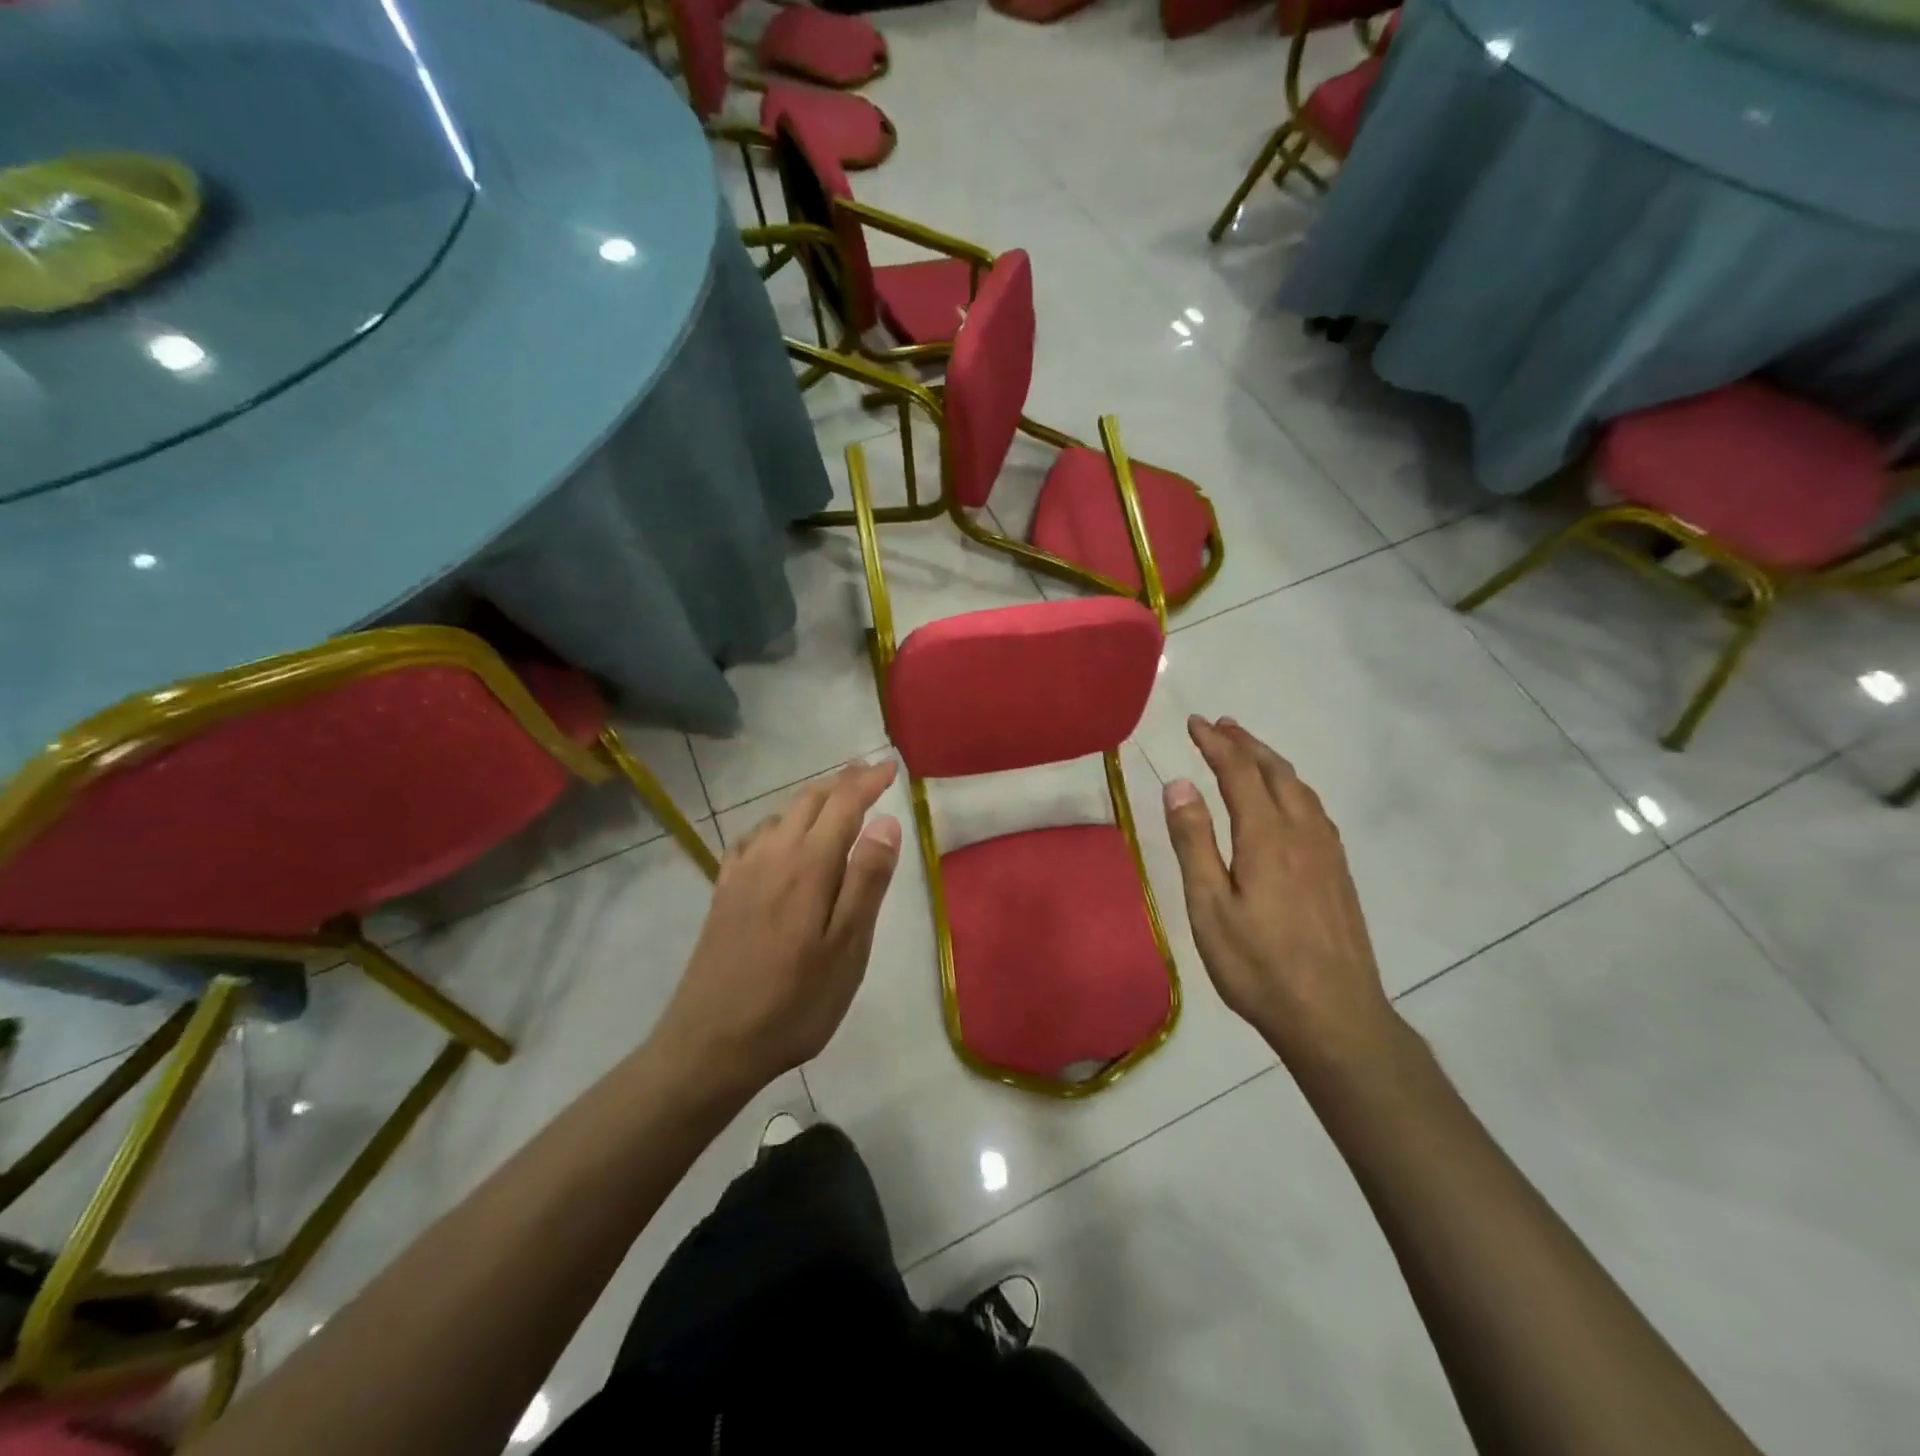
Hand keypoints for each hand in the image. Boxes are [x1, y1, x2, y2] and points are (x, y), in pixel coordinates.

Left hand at [652, 760, 901, 1095]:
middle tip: (870, 774)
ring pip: (781, 815)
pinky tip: (781, 838)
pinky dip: (779, 823)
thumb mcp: (847, 948)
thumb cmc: (795, 1001)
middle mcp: (772, 855)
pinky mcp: (724, 891)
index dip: (868, 781)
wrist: (711, 1042)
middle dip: (842, 782)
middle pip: (810, 800)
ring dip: (813, 800)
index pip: (844, 804)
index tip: (891, 767)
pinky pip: (755, 838)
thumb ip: (867, 880)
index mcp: (809, 865)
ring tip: (836, 801)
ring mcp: (742, 872)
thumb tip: (886, 823)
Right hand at [1162, 716, 1395, 1064]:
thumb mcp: (1209, 907)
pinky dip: (1293, 787)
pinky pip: (1315, 810)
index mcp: (1267, 836)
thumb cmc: (1258, 965)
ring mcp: (1328, 853)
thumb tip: (1179, 784)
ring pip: (1300, 789)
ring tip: (1250, 751)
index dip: (1215, 744)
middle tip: (1221, 725)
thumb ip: (1194, 842)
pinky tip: (1288, 801)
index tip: (1194, 723)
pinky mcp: (1340, 873)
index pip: (1239, 772)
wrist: (1335, 1016)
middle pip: (1275, 772)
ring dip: (1271, 762)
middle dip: (1246, 744)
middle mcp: (1303, 832)